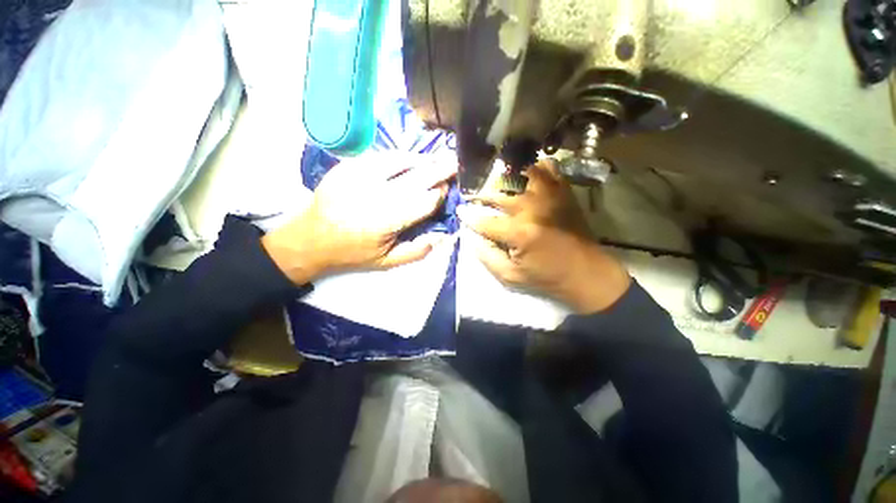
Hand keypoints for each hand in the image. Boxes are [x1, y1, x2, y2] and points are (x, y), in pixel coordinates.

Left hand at [262, 152, 455, 283]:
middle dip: (438, 169)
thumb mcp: (386, 262)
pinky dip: (399, 157)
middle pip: (416, 178)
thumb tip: (441, 237)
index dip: (438, 194)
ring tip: (435, 158)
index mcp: (387, 221)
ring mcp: (360, 176)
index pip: (423, 202)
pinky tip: (408, 159)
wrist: (310, 238)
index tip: (446, 190)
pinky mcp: (348, 166)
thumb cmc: (352, 252)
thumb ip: (416, 251)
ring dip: (421, 160)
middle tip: (454, 161)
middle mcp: (376, 195)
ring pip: (399, 161)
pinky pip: (380, 156)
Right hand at [456, 159, 629, 313]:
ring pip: (519, 173)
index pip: (484, 220)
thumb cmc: (546, 277)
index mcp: (519, 233)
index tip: (460, 211)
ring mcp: (550, 195)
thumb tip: (472, 237)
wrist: (587, 273)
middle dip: (480, 194)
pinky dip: (532, 167)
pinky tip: (523, 174)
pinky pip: (546, 167)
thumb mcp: (511, 276)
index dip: (469, 216)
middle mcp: (533, 208)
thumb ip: (487, 256)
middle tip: (473, 197)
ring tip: (494, 183)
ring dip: (502, 177)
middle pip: (498, 193)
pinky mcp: (563, 191)